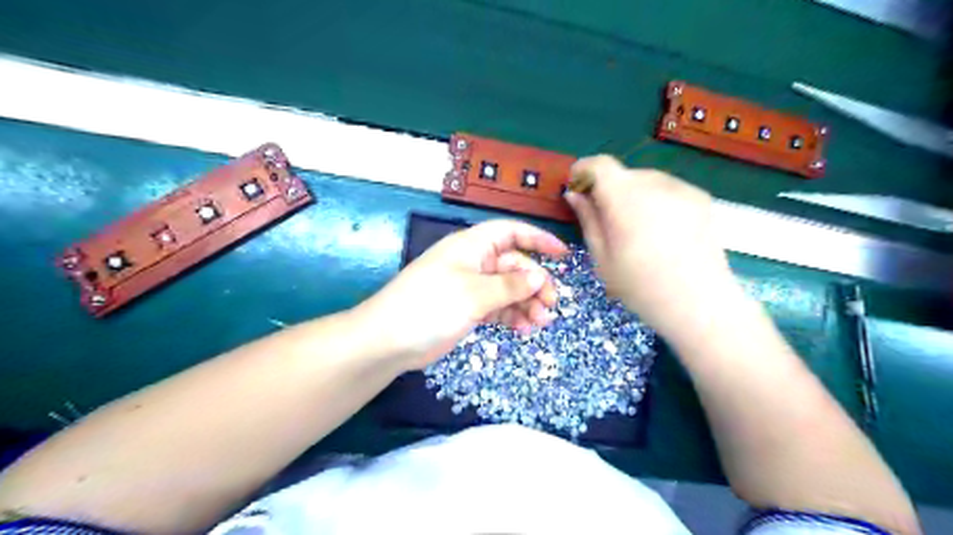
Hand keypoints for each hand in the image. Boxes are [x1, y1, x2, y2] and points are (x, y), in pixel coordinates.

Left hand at [355, 219, 564, 368]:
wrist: (389, 340)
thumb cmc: (431, 305)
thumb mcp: (474, 293)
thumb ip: (510, 285)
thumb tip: (539, 276)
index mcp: (473, 246)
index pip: (511, 233)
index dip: (538, 239)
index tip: (563, 254)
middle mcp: (474, 262)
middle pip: (514, 265)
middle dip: (534, 284)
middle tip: (550, 306)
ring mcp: (470, 286)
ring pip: (508, 289)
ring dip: (526, 304)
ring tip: (540, 323)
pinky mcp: (467, 308)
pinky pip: (497, 307)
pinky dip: (511, 316)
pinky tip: (523, 329)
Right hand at [563, 155, 735, 339]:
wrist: (699, 304)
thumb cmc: (640, 286)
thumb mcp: (602, 256)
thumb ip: (587, 219)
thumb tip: (574, 194)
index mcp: (624, 196)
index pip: (599, 164)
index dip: (583, 171)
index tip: (577, 189)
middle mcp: (654, 182)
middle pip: (623, 174)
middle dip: (609, 190)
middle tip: (607, 220)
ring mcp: (682, 188)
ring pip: (646, 181)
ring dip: (633, 195)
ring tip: (637, 230)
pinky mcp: (701, 198)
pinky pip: (668, 190)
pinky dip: (657, 201)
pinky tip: (662, 232)